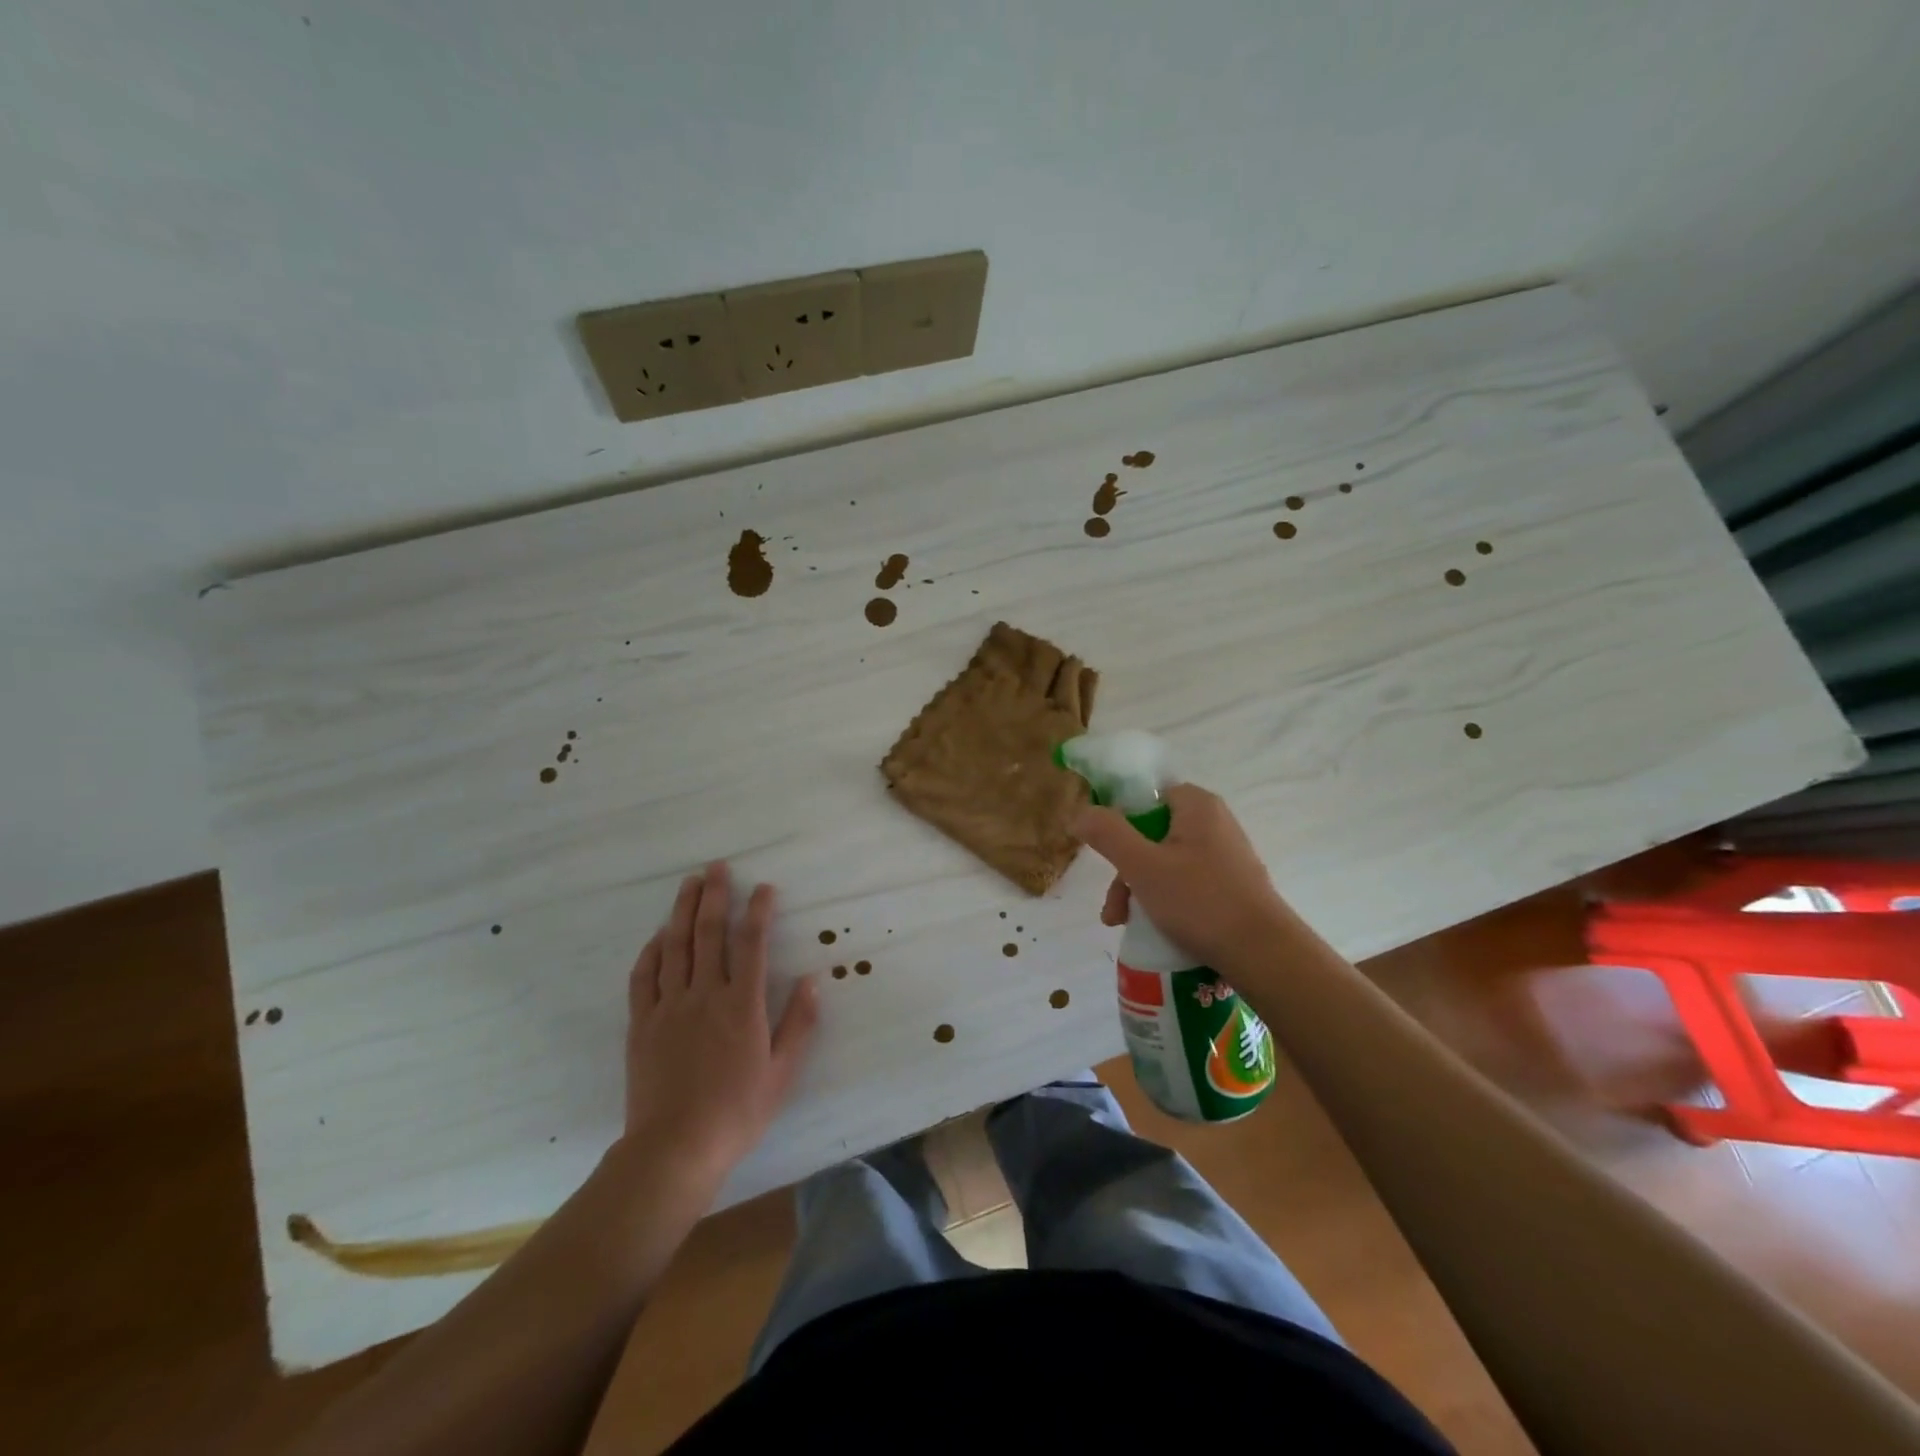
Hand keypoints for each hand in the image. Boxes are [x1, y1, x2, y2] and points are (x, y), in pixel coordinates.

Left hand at [621, 862, 818, 1184]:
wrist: (674, 1149)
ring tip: (689, 884)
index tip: (764, 887)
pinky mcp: (642, 1024)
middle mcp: (705, 995)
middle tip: (716, 867)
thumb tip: (814, 980)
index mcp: (742, 1005)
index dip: (759, 911)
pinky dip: (651, 951)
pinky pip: (644, 977)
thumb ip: (799, 1023)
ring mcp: (669, 1007)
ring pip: (676, 946)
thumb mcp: (782, 1072)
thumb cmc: (737, 1112)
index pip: (752, 943)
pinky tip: (658, 935)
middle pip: (709, 933)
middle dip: (715, 896)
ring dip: (683, 911)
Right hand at [1074, 783, 1293, 972]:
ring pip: (1166, 861)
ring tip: (1124, 924)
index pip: (1146, 795)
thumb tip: (1080, 812)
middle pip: (1151, 833)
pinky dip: (1165, 899)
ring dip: (1139, 889)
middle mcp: (1214, 822)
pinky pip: (1186, 881)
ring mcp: (1226, 855)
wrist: (1264, 955)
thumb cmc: (1200, 902)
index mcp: (1197, 805)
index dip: (1119, 820)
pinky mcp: (1232, 884)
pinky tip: (1153, 927)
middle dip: (1125, 869)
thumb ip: (1108, 834)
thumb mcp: (1142, 866)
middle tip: (1113, 907)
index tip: (1105, 852)